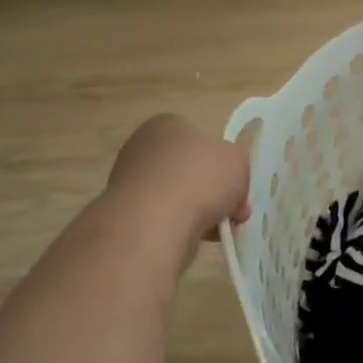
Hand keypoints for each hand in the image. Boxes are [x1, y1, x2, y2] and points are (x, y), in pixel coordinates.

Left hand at [103, 114, 250, 255]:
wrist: (154, 224)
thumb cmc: (199, 179)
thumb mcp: (238, 161)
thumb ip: (235, 165)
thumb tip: (226, 182)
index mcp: (166, 125)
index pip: (200, 140)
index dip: (224, 164)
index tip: (238, 186)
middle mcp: (142, 148)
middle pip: (190, 170)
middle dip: (213, 192)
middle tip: (234, 212)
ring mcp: (129, 182)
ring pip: (178, 196)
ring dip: (200, 212)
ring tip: (218, 231)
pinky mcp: (125, 213)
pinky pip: (163, 218)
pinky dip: (181, 227)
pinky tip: (195, 237)